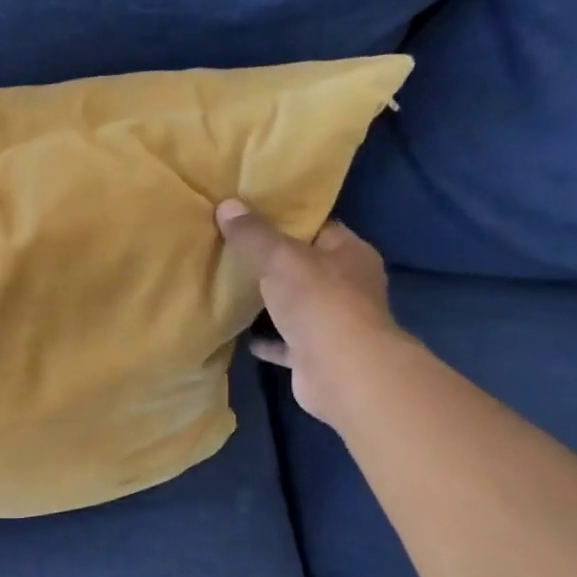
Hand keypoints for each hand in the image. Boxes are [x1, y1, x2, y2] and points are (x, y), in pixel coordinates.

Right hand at [216, 199, 405, 426]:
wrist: (341, 371)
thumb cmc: (319, 302)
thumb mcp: (280, 258)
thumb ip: (253, 234)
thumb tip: (226, 204)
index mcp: (350, 254)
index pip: (318, 228)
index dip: (286, 221)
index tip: (250, 217)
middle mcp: (348, 286)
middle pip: (305, 267)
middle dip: (273, 262)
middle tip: (232, 251)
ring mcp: (334, 323)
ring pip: (296, 305)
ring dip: (269, 302)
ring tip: (230, 289)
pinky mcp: (316, 354)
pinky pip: (285, 342)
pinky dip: (266, 339)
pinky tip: (240, 334)